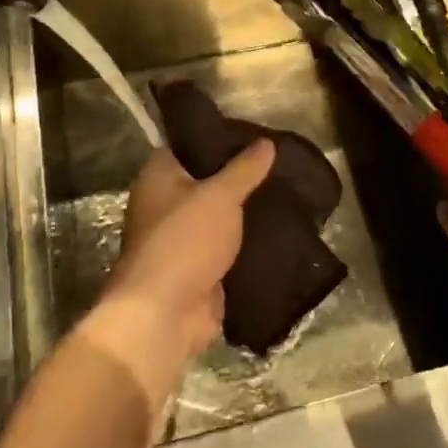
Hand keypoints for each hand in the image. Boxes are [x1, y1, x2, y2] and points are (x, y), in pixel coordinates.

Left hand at [78, 141, 273, 411]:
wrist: (165, 315)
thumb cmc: (184, 242)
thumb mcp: (219, 196)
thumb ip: (244, 169)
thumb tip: (266, 142)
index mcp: (159, 177)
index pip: (189, 144)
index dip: (220, 136)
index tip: (255, 132)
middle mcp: (166, 204)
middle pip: (207, 180)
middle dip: (240, 175)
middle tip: (280, 161)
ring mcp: (182, 238)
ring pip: (221, 214)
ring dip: (247, 210)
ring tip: (289, 191)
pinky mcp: (200, 267)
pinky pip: (229, 245)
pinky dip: (249, 240)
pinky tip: (282, 228)